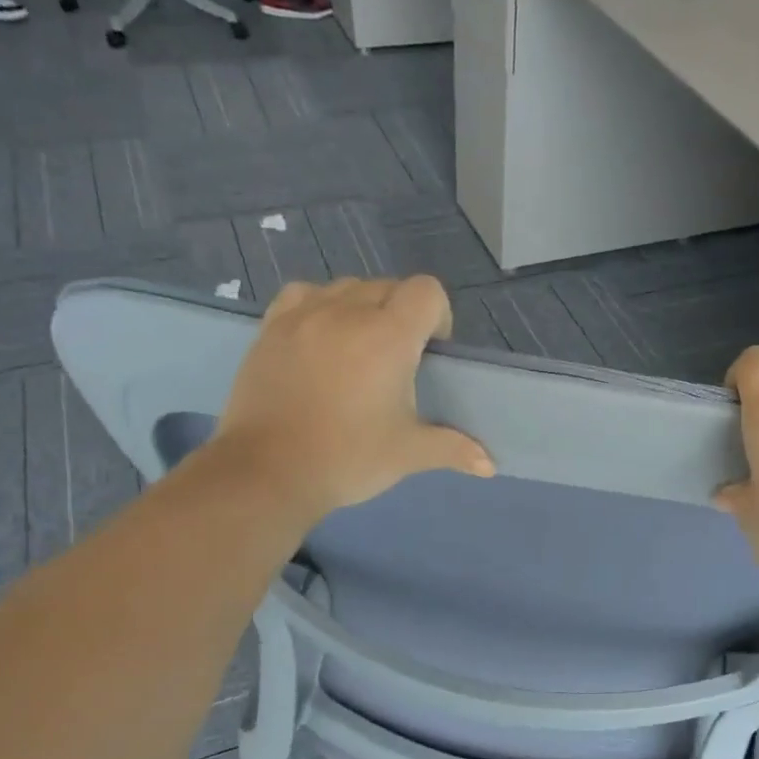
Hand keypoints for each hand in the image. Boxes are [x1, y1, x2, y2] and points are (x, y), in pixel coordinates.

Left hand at [203, 277, 493, 529]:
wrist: (267, 472)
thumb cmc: (348, 459)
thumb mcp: (408, 454)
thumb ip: (453, 449)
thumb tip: (491, 465)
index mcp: (388, 336)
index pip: (426, 291)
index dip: (438, 315)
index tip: (431, 352)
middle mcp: (347, 312)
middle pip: (388, 286)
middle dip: (401, 314)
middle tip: (396, 361)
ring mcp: (304, 315)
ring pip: (346, 287)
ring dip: (361, 308)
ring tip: (357, 349)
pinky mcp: (270, 327)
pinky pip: (304, 294)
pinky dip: (320, 306)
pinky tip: (319, 337)